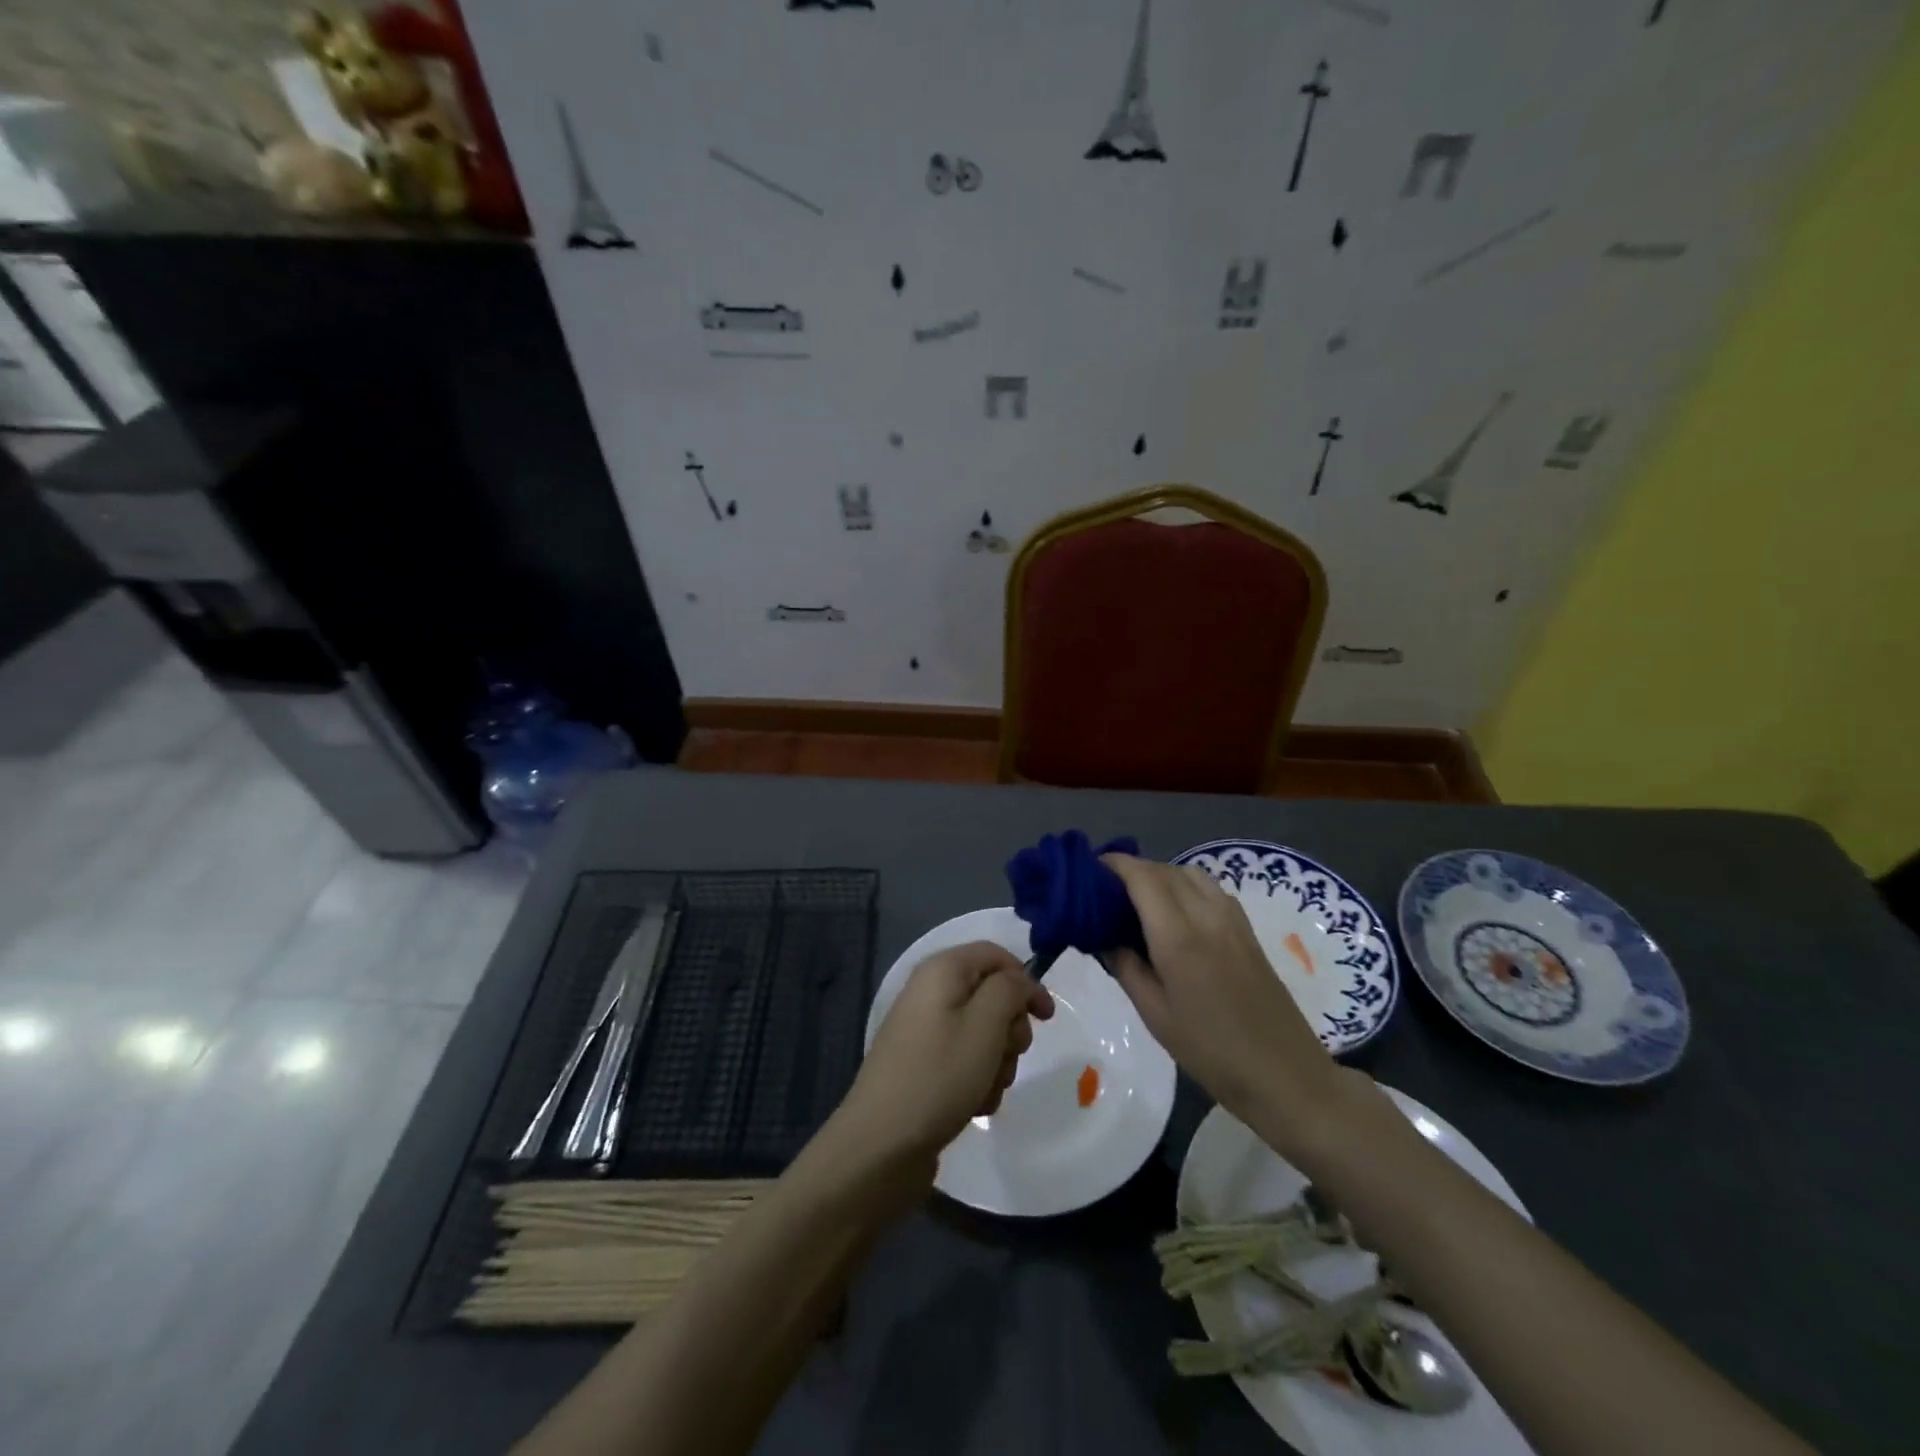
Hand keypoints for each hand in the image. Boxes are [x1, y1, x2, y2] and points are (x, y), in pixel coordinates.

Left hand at [837, 942, 1054, 1175]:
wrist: (881, 1144)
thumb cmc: (939, 1075)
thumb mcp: (986, 1025)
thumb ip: (1010, 990)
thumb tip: (1019, 980)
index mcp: (942, 970)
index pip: (995, 955)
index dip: (1026, 980)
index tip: (1046, 1018)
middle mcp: (930, 992)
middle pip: (991, 995)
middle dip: (1010, 1028)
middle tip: (1009, 1055)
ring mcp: (925, 1030)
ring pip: (983, 1033)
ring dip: (997, 1061)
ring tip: (986, 1088)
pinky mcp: (923, 1065)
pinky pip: (964, 1060)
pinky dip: (977, 1080)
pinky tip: (973, 1104)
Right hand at [1102, 854, 1344, 1148]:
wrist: (1286, 1076)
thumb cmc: (1211, 1052)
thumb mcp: (1155, 1014)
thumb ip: (1125, 966)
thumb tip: (1103, 936)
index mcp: (1178, 936)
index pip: (1142, 877)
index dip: (1113, 865)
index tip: (1088, 871)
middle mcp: (1207, 915)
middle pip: (1164, 870)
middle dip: (1132, 870)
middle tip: (1105, 891)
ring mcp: (1233, 920)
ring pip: (1190, 873)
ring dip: (1160, 875)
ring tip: (1138, 901)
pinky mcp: (1247, 930)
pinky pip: (1210, 889)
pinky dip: (1185, 886)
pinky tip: (1175, 913)